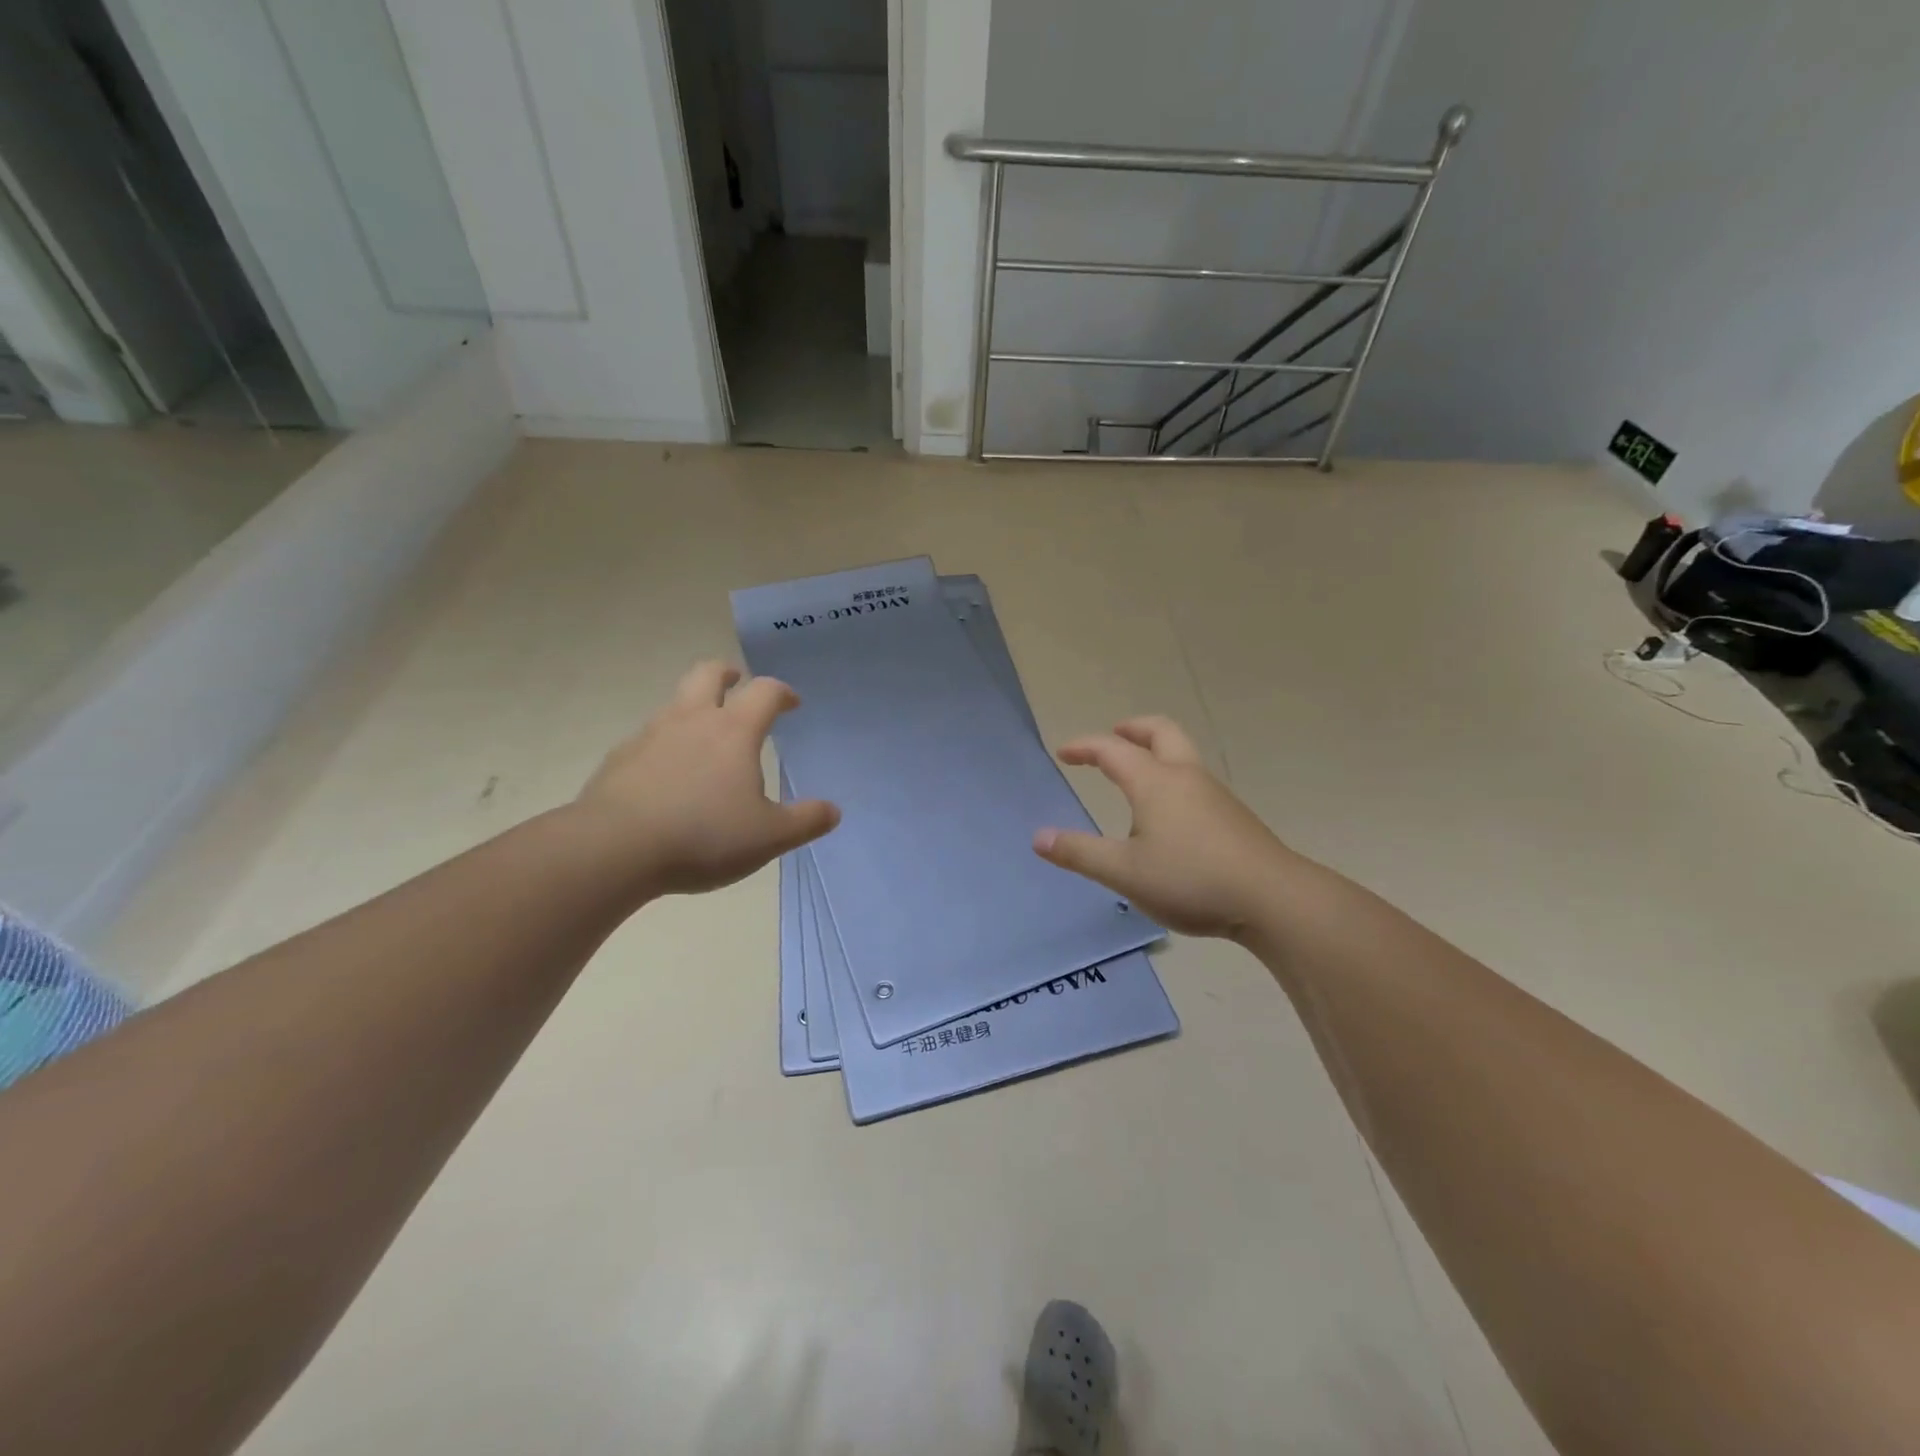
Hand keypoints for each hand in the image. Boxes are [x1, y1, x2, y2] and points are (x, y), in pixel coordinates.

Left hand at [577, 661, 838, 895]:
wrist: (613, 849)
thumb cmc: (703, 836)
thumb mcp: (768, 837)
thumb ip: (805, 821)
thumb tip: (832, 811)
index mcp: (733, 731)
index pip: (764, 692)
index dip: (782, 692)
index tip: (791, 703)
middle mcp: (691, 720)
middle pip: (708, 674)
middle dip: (727, 674)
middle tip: (737, 683)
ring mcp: (650, 735)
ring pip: (675, 703)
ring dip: (694, 707)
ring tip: (705, 737)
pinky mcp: (619, 759)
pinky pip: (648, 738)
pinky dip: (665, 743)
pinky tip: (668, 775)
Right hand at [1034, 716, 1296, 938]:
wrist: (1273, 899)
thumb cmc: (1191, 879)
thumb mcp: (1124, 872)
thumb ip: (1080, 853)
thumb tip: (1038, 837)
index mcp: (1155, 782)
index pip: (1112, 750)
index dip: (1084, 747)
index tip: (1064, 753)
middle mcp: (1185, 777)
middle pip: (1160, 732)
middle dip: (1132, 729)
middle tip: (1113, 737)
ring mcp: (1215, 795)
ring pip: (1182, 755)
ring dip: (1155, 753)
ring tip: (1135, 778)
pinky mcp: (1233, 817)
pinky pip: (1195, 781)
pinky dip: (1172, 778)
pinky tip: (1168, 816)